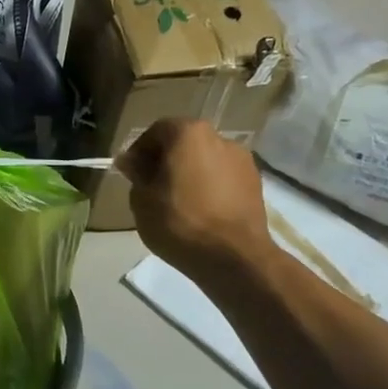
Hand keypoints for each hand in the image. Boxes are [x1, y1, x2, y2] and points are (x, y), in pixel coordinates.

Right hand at [117, 119, 275, 278]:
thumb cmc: (180, 222)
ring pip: (205, 161)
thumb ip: (136, 174)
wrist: (235, 257)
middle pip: (184, 143)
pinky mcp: (256, 184)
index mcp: (189, 133)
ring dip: (190, 174)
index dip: (139, 151)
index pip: (156, 131)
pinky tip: (201, 212)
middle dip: (166, 161)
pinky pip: (223, 178)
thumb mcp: (142, 199)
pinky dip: (210, 188)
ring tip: (178, 203)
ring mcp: (243, 160)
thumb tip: (131, 161)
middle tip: (152, 188)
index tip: (132, 174)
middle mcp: (219, 138)